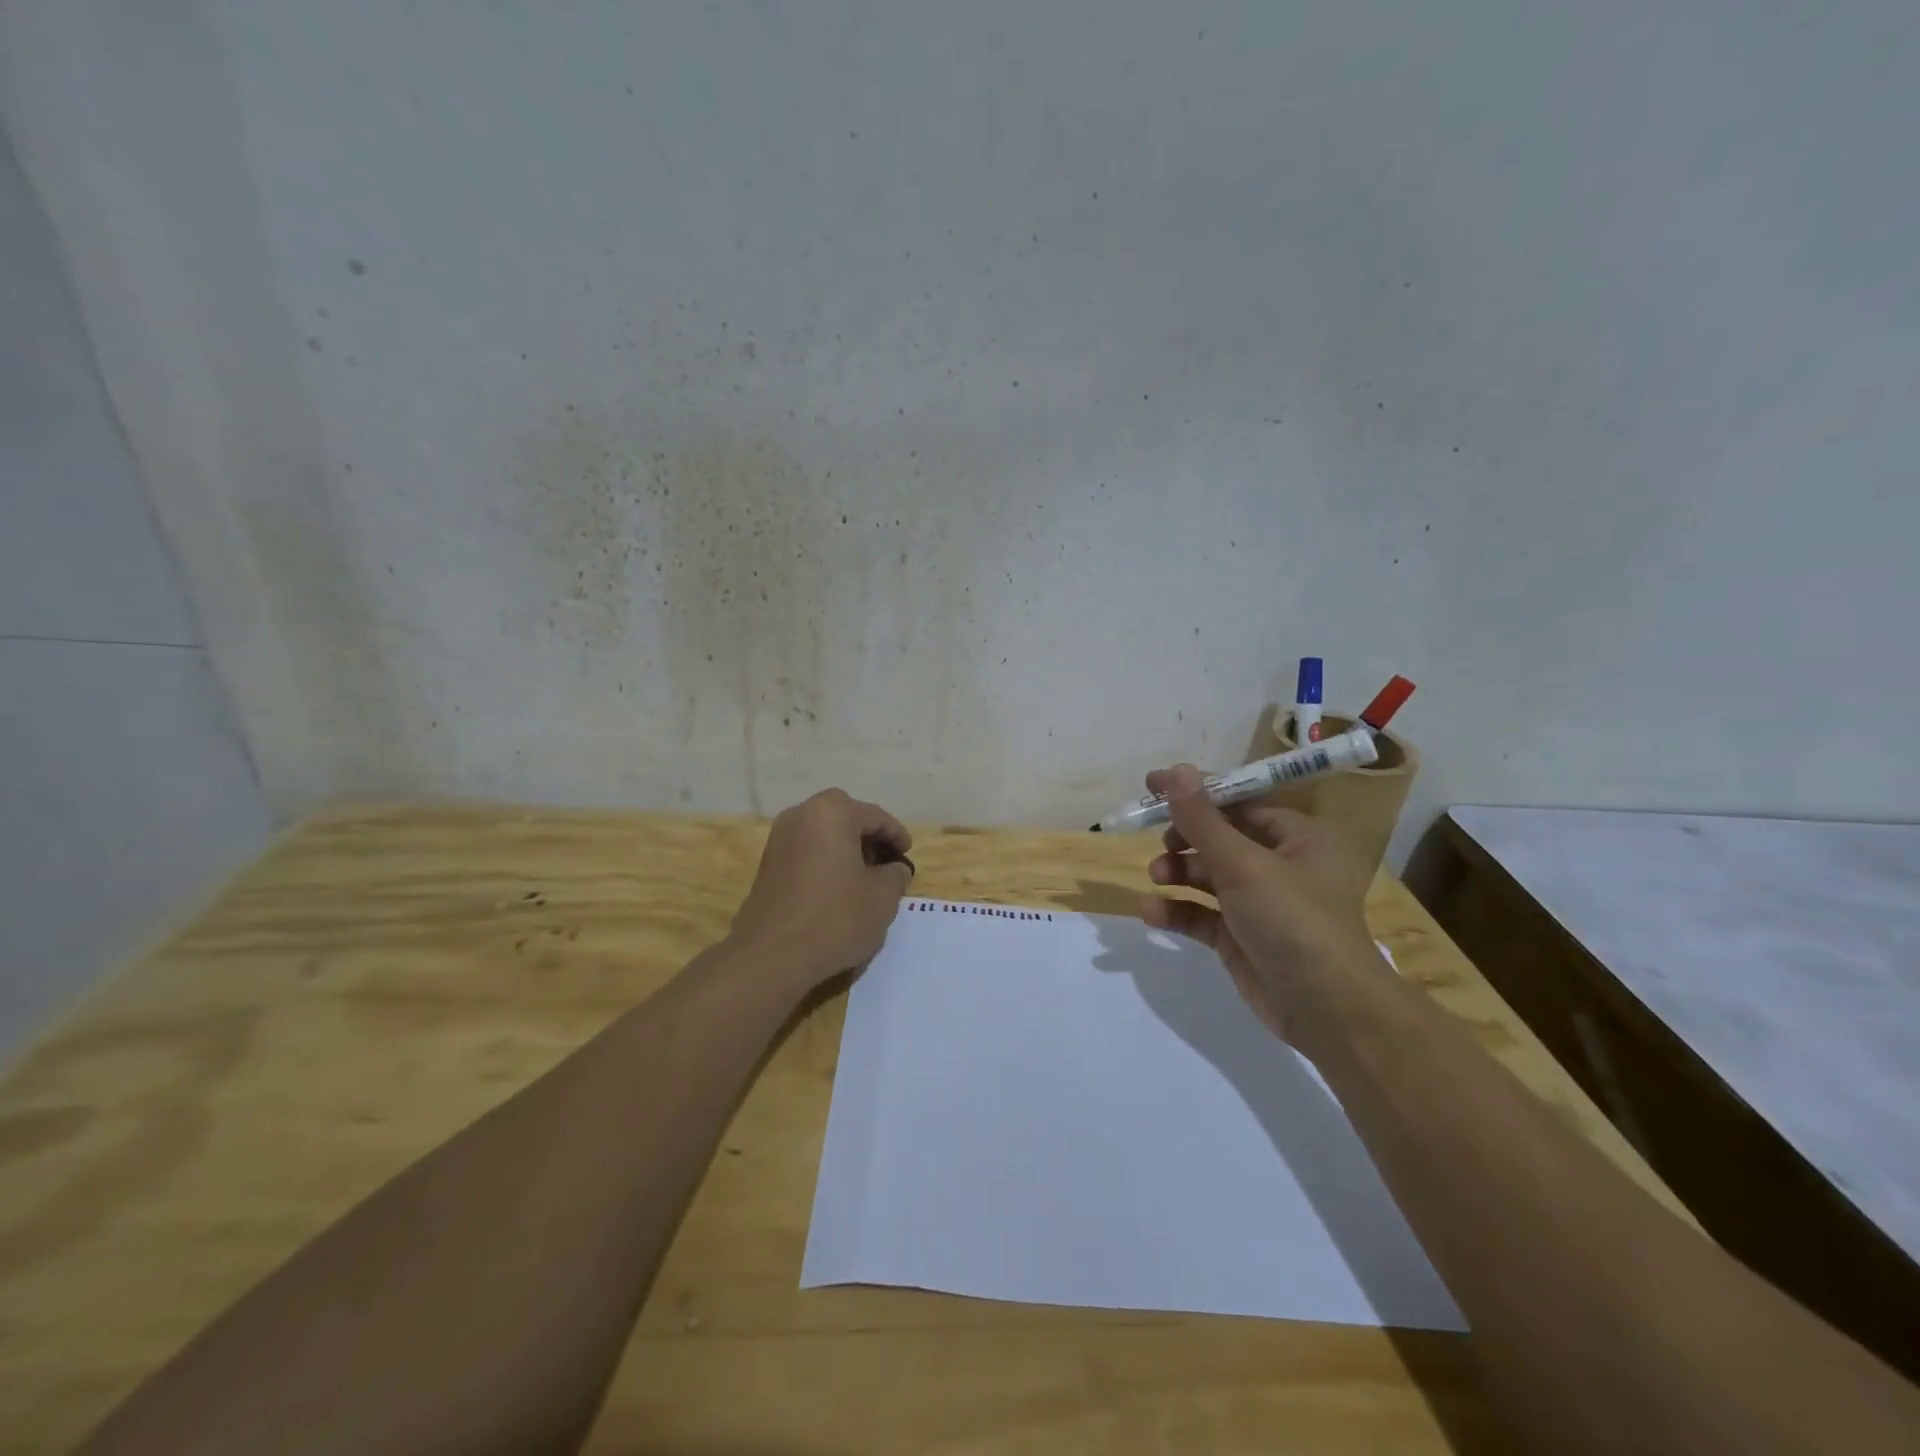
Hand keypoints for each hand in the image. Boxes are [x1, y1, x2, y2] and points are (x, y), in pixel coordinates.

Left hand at [729, 788, 914, 991]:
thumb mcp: (882, 898)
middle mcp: (800, 815)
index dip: (896, 835)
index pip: (875, 816)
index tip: (907, 855)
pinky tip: (836, 891)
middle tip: (886, 865)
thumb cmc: (834, 918)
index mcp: (832, 813)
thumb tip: (894, 868)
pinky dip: (825, 862)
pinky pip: (806, 852)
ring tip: (863, 880)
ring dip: (846, 850)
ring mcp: (778, 839)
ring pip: (823, 834)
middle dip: (869, 838)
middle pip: (845, 818)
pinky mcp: (767, 864)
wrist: (770, 957)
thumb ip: (896, 875)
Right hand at [1139, 763, 1383, 1048]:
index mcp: (1297, 837)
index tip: (1154, 784)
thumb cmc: (1293, 920)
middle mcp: (1281, 865)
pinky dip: (1178, 909)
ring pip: (1208, 875)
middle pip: (1220, 837)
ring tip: (1156, 877)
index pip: (1240, 802)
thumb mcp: (1243, 864)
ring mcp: (1260, 903)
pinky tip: (1151, 912)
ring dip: (1178, 872)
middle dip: (1185, 838)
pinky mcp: (1241, 937)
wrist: (1328, 1010)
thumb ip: (1203, 820)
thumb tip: (1176, 770)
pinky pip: (1202, 913)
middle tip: (1162, 843)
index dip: (1197, 791)